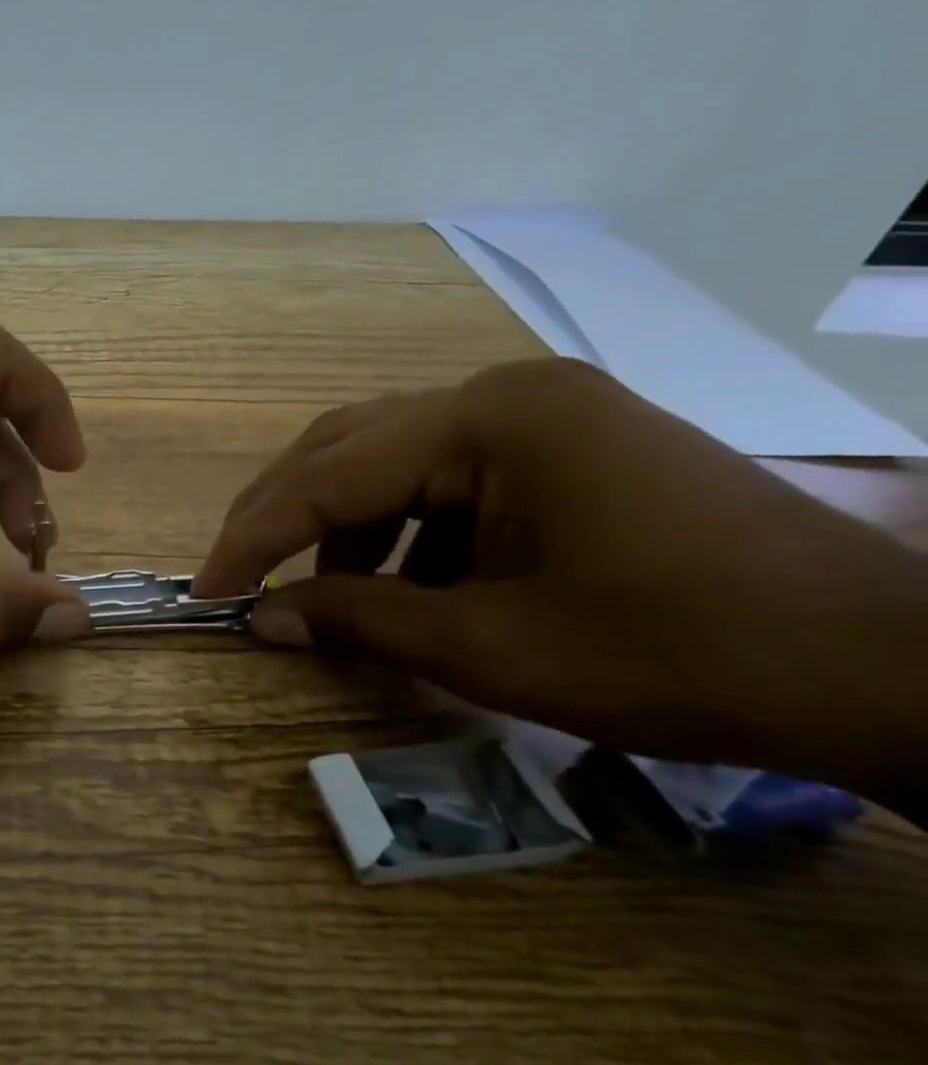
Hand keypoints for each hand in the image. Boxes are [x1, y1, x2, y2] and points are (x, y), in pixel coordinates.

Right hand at [193, 359, 927, 802]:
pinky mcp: (560, 444)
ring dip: (342, 528)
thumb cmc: (681, 656)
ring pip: (388, 461)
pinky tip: (407, 586)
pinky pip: (444, 478)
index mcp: (489, 420)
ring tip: (326, 597)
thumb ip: (358, 622)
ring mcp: (537, 413)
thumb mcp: (493, 649)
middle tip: (236, 579)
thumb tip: (258, 620)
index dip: (253, 540)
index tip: (205, 594)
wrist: (888, 670)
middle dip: (281, 518)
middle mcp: (502, 393)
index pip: (327, 477)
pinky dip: (403, 533)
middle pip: (346, 448)